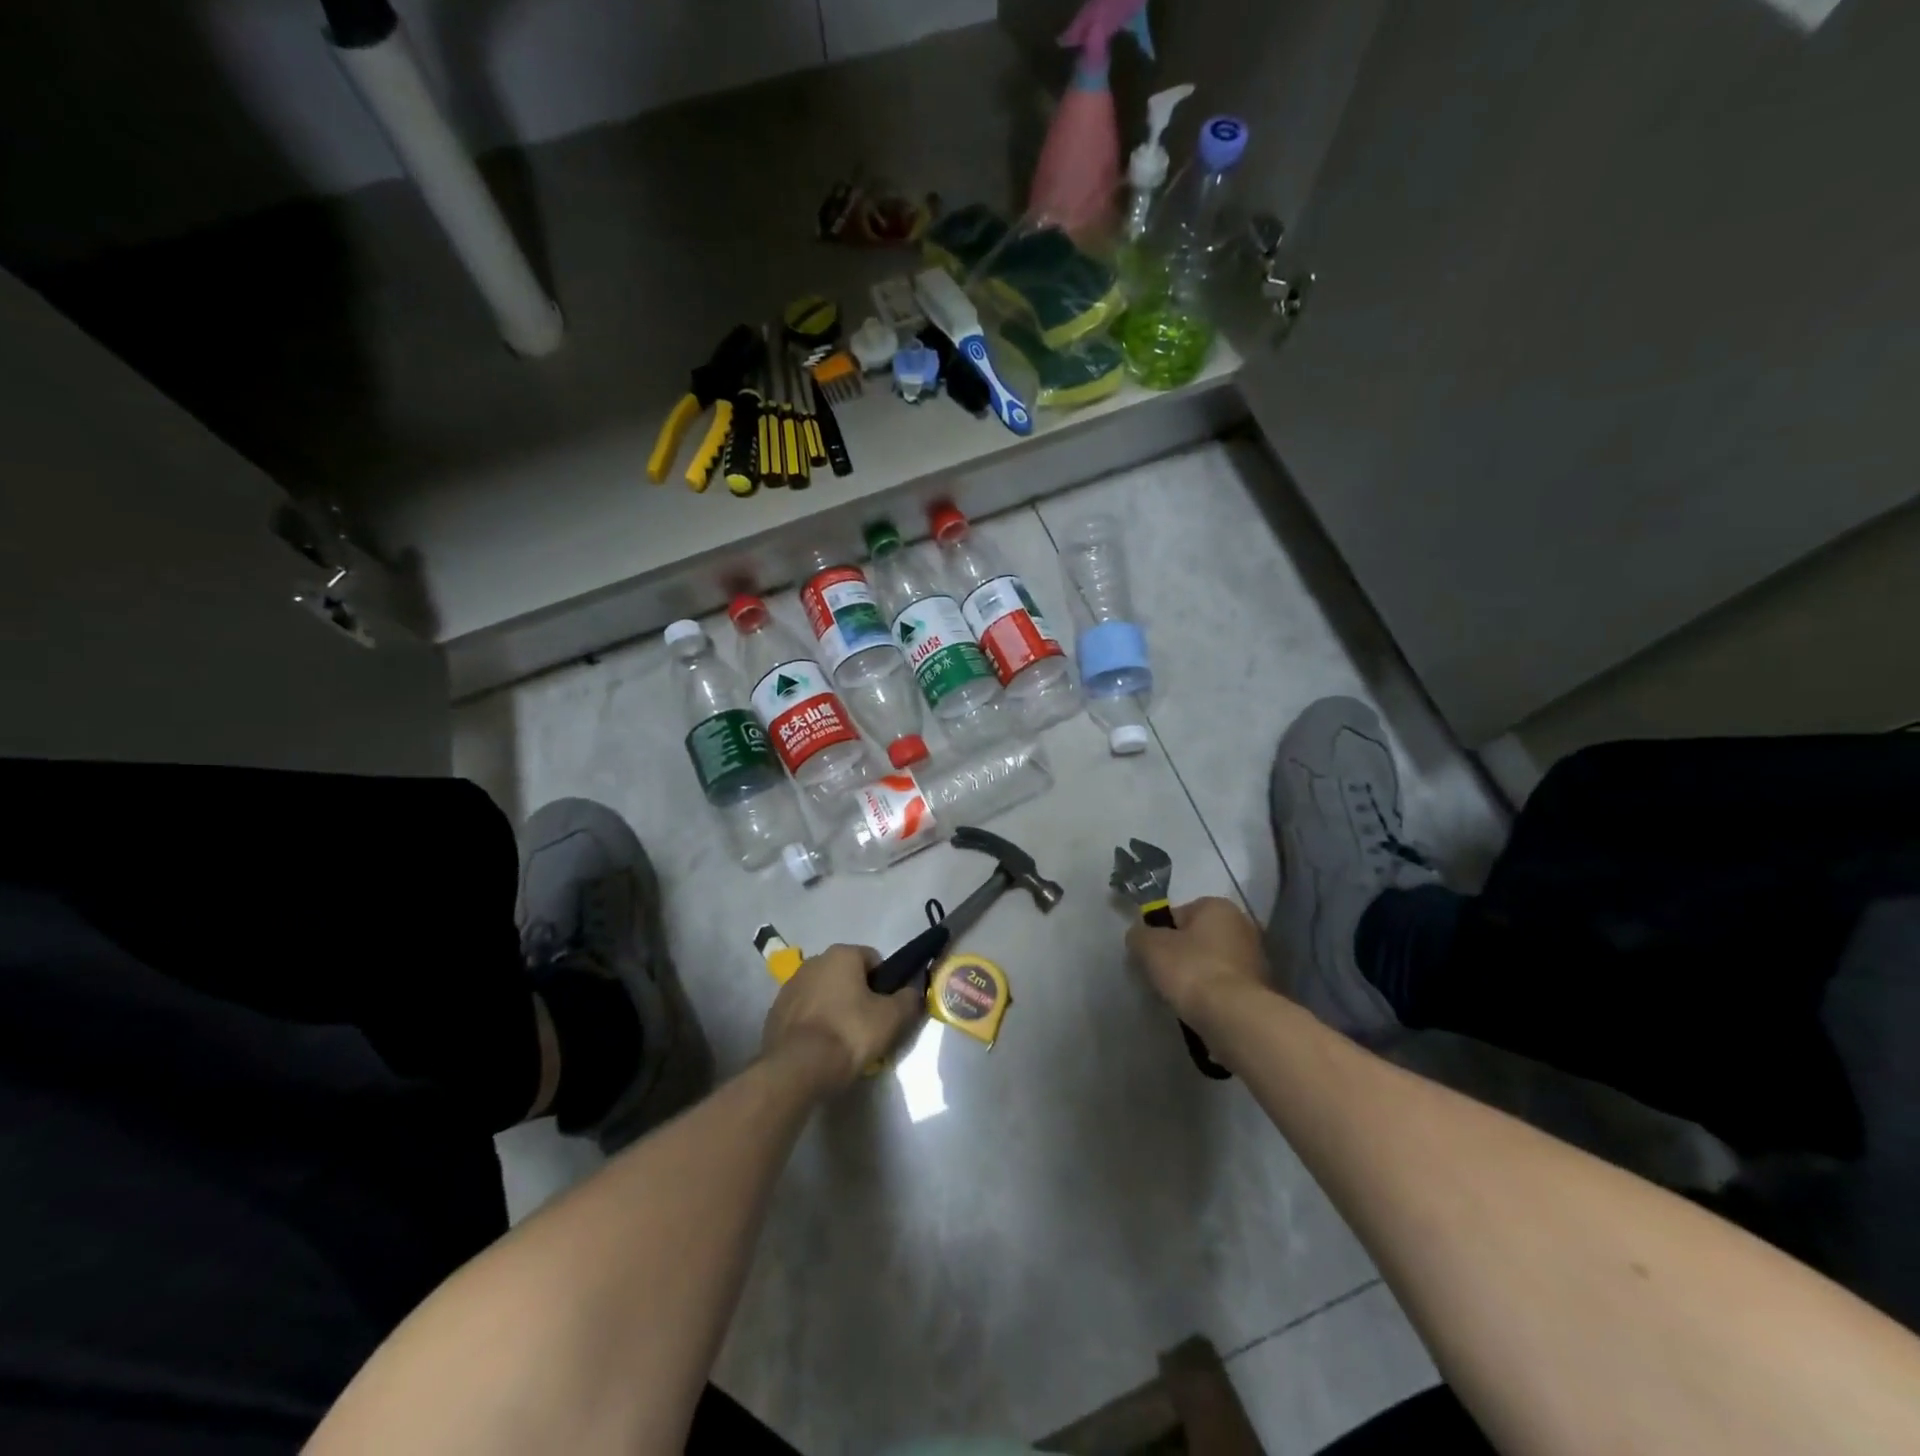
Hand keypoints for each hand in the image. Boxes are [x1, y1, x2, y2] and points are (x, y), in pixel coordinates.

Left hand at [761, 944, 922, 1092]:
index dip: (885, 984)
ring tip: (842, 1041)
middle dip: (858, 995)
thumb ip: (909, 999)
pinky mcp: (774, 1012)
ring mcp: (789, 986)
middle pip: (847, 975)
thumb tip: (913, 991)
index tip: (887, 1009)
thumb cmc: (849, 1034)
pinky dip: (814, 1024)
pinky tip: (820, 1048)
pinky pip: (804, 1012)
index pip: (874, 960)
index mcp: (841, 954)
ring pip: (824, 993)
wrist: (796, 1069)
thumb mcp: (892, 1018)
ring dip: (834, 1008)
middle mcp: (813, 962)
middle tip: (868, 1027)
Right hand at [1126, 896, 1270, 1027]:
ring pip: (1212, 963)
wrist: (1233, 1017)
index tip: (1151, 955)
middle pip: (1197, 938)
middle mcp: (1242, 925)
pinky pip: (1224, 985)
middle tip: (1163, 976)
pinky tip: (1200, 1008)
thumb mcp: (1149, 946)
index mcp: (1218, 906)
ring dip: (1197, 976)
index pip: (1178, 914)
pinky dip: (1212, 994)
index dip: (1160, 933)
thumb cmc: (1191, 970)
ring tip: (1181, 997)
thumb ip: (1139, 935)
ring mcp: (1256, 958)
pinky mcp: (1260, 988)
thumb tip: (1139, 937)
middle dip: (1180, 954)